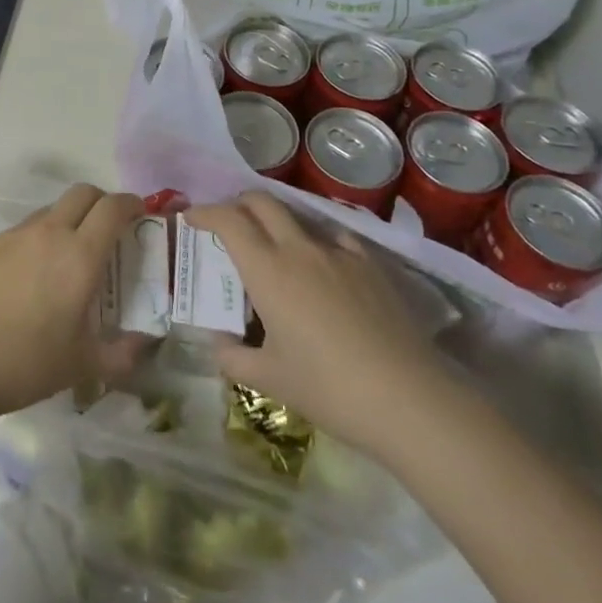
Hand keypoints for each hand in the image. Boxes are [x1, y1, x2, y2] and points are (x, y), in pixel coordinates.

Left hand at [0, 184, 148, 417]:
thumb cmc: (27, 363)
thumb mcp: (83, 365)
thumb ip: (121, 354)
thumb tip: (143, 343)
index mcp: (79, 255)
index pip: (112, 208)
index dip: (130, 204)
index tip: (139, 214)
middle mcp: (48, 233)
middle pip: (82, 193)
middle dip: (101, 201)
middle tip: (108, 229)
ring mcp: (13, 235)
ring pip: (50, 210)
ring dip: (67, 220)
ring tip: (67, 257)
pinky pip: (22, 230)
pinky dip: (37, 239)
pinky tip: (29, 275)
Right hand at [187, 190, 450, 457]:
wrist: (410, 399)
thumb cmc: (329, 388)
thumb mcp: (270, 379)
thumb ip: (233, 357)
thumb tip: (219, 343)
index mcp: (268, 270)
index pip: (228, 220)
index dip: (205, 212)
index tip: (191, 218)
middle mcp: (299, 249)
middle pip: (262, 202)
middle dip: (238, 203)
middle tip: (227, 222)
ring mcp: (339, 253)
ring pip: (299, 217)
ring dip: (277, 221)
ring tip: (274, 247)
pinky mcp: (371, 266)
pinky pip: (336, 238)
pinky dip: (317, 241)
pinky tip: (323, 266)